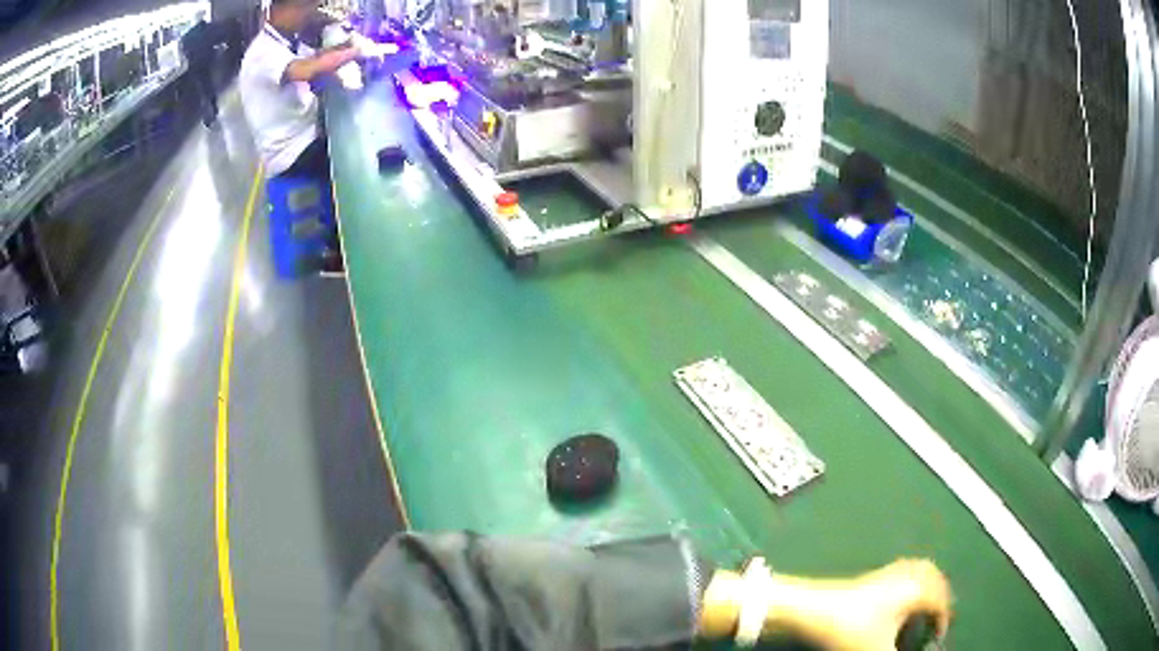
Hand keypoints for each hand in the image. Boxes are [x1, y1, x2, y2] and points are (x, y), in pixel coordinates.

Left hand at [798, 559, 951, 650]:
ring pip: (921, 571)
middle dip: (941, 598)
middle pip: (936, 579)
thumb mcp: (878, 650)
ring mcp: (890, 571)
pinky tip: (902, 598)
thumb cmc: (851, 629)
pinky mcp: (873, 575)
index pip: (942, 603)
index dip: (943, 622)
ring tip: (925, 607)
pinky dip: (912, 582)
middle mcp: (909, 574)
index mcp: (917, 590)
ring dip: (928, 586)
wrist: (812, 609)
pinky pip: (905, 571)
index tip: (938, 637)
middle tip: (938, 618)